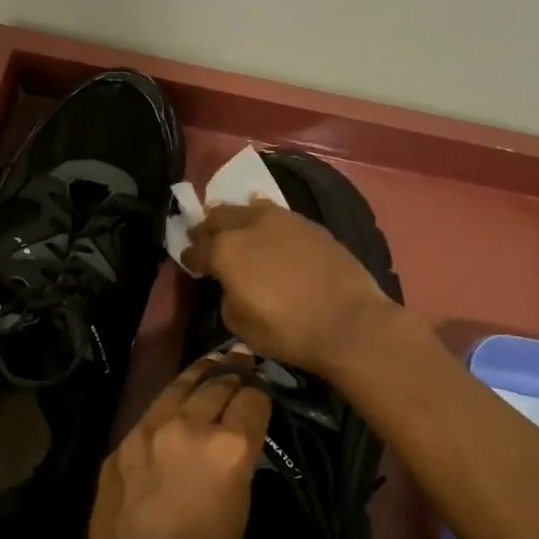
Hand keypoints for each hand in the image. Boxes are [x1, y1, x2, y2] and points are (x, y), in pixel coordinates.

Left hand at [78, 351, 271, 538]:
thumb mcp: (241, 508)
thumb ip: (241, 459)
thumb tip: (240, 434)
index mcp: (228, 447)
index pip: (253, 399)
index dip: (262, 391)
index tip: (264, 388)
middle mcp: (190, 426)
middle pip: (219, 383)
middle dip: (236, 372)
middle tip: (245, 361)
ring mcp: (151, 428)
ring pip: (183, 384)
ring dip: (203, 371)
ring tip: (216, 359)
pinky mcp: (125, 438)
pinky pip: (155, 406)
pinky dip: (174, 395)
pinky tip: (179, 394)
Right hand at [181, 200, 397, 374]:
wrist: (349, 321)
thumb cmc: (288, 330)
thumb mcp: (241, 325)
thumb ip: (228, 297)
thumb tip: (233, 286)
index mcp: (226, 250)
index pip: (198, 248)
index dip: (191, 255)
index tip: (189, 261)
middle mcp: (250, 225)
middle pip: (220, 217)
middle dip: (209, 227)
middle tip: (204, 237)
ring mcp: (283, 220)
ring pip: (249, 208)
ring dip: (237, 216)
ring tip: (235, 226)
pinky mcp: (310, 224)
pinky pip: (278, 214)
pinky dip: (266, 218)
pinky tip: (268, 225)